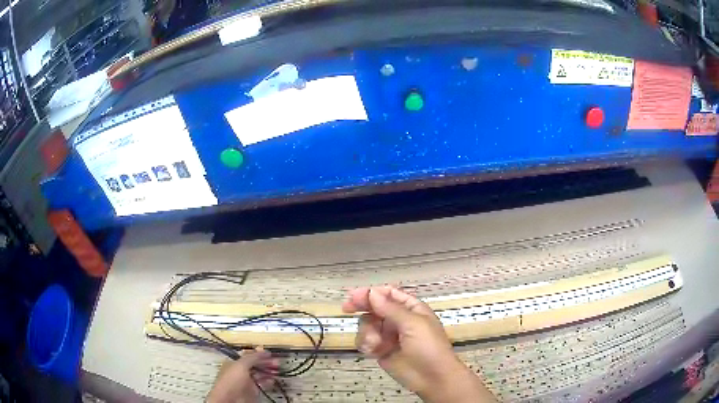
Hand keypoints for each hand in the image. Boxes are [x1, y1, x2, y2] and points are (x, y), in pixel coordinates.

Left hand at [207, 348, 278, 402]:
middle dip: (266, 363)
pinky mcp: (253, 391)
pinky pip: (262, 384)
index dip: (259, 354)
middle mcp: (240, 372)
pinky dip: (268, 381)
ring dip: (268, 372)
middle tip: (277, 362)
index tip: (269, 353)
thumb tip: (261, 350)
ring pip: (260, 374)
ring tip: (277, 370)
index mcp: (234, 363)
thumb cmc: (231, 381)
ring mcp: (247, 382)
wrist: (231, 400)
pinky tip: (273, 379)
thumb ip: (251, 357)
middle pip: (255, 365)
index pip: (248, 356)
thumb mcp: (241, 365)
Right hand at [343, 286, 496, 402]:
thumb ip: (390, 308)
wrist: (432, 378)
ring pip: (367, 325)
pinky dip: (366, 344)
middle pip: (374, 308)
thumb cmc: (428, 347)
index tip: (354, 296)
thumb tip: (371, 292)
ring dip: (367, 332)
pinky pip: (365, 341)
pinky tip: (373, 351)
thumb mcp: (413, 324)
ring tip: (375, 344)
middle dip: (362, 308)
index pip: (388, 294)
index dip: (371, 293)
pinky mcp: (381, 350)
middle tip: (346, 308)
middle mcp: (398, 320)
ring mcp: (388, 336)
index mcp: (411, 309)